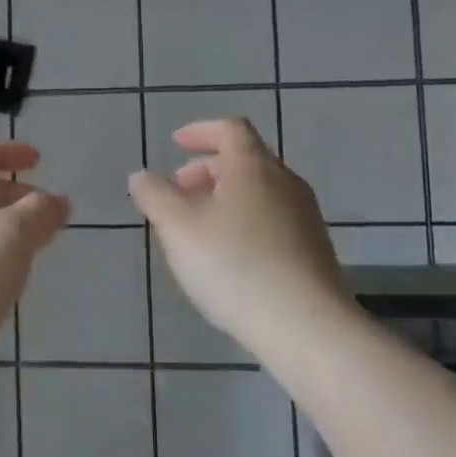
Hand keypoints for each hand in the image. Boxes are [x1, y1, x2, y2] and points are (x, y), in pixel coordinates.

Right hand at [128, 118, 351, 354]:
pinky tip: (230, 257)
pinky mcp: (314, 249)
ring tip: (199, 228)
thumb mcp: (179, 229)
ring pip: (260, 191)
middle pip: (245, 159)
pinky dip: (245, 221)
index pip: (230, 129)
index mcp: (253, 166)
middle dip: (207, 169)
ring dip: (226, 197)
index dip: (201, 131)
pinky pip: (273, 219)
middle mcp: (285, 182)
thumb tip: (141, 176)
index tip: (176, 144)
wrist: (307, 328)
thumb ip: (155, 197)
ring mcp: (305, 216)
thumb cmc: (235, 266)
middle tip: (179, 192)